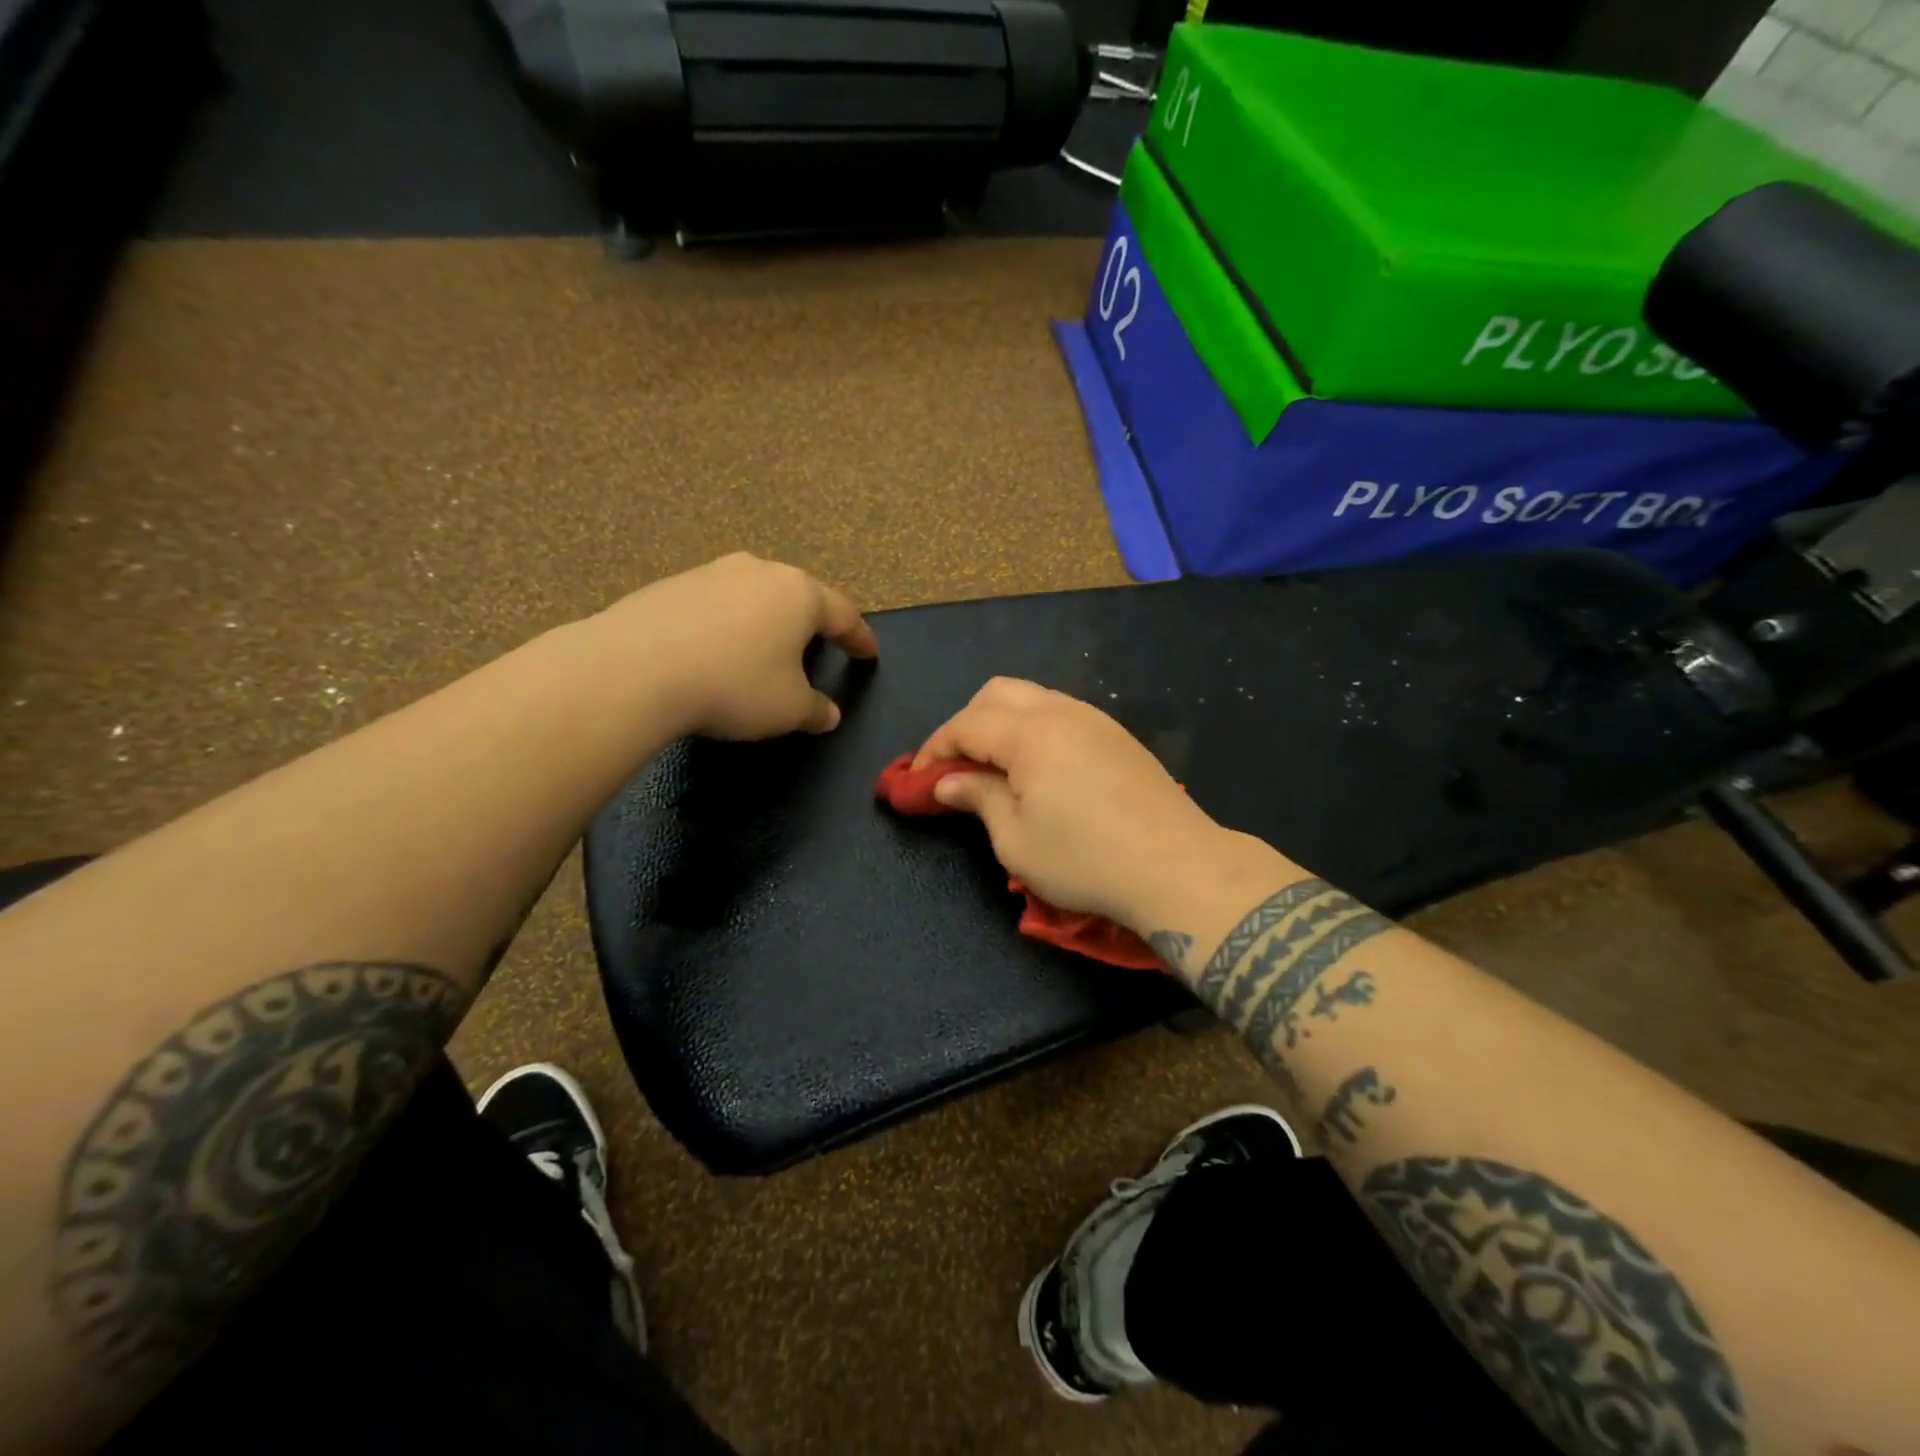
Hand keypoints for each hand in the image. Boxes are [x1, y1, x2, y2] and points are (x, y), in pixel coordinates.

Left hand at [602, 553, 877, 739]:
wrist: (636, 668)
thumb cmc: (735, 685)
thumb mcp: (788, 709)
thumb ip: (815, 710)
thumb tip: (829, 715)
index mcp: (799, 594)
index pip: (843, 614)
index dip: (859, 638)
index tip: (870, 654)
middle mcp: (759, 572)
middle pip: (797, 597)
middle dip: (810, 624)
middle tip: (817, 648)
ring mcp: (711, 573)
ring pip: (753, 596)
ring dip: (764, 622)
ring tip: (763, 651)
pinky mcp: (670, 585)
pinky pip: (714, 606)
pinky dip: (725, 627)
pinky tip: (714, 653)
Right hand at [912, 678, 1241, 928]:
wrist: (1178, 868)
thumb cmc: (1085, 860)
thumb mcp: (1016, 840)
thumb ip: (978, 798)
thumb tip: (948, 781)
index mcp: (1029, 733)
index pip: (965, 724)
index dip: (934, 749)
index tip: (915, 780)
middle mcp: (1061, 712)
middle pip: (997, 694)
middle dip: (966, 724)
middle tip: (955, 768)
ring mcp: (1095, 719)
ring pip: (1032, 698)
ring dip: (1001, 723)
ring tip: (993, 768)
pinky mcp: (1118, 736)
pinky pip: (1061, 714)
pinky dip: (1034, 729)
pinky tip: (1037, 768)